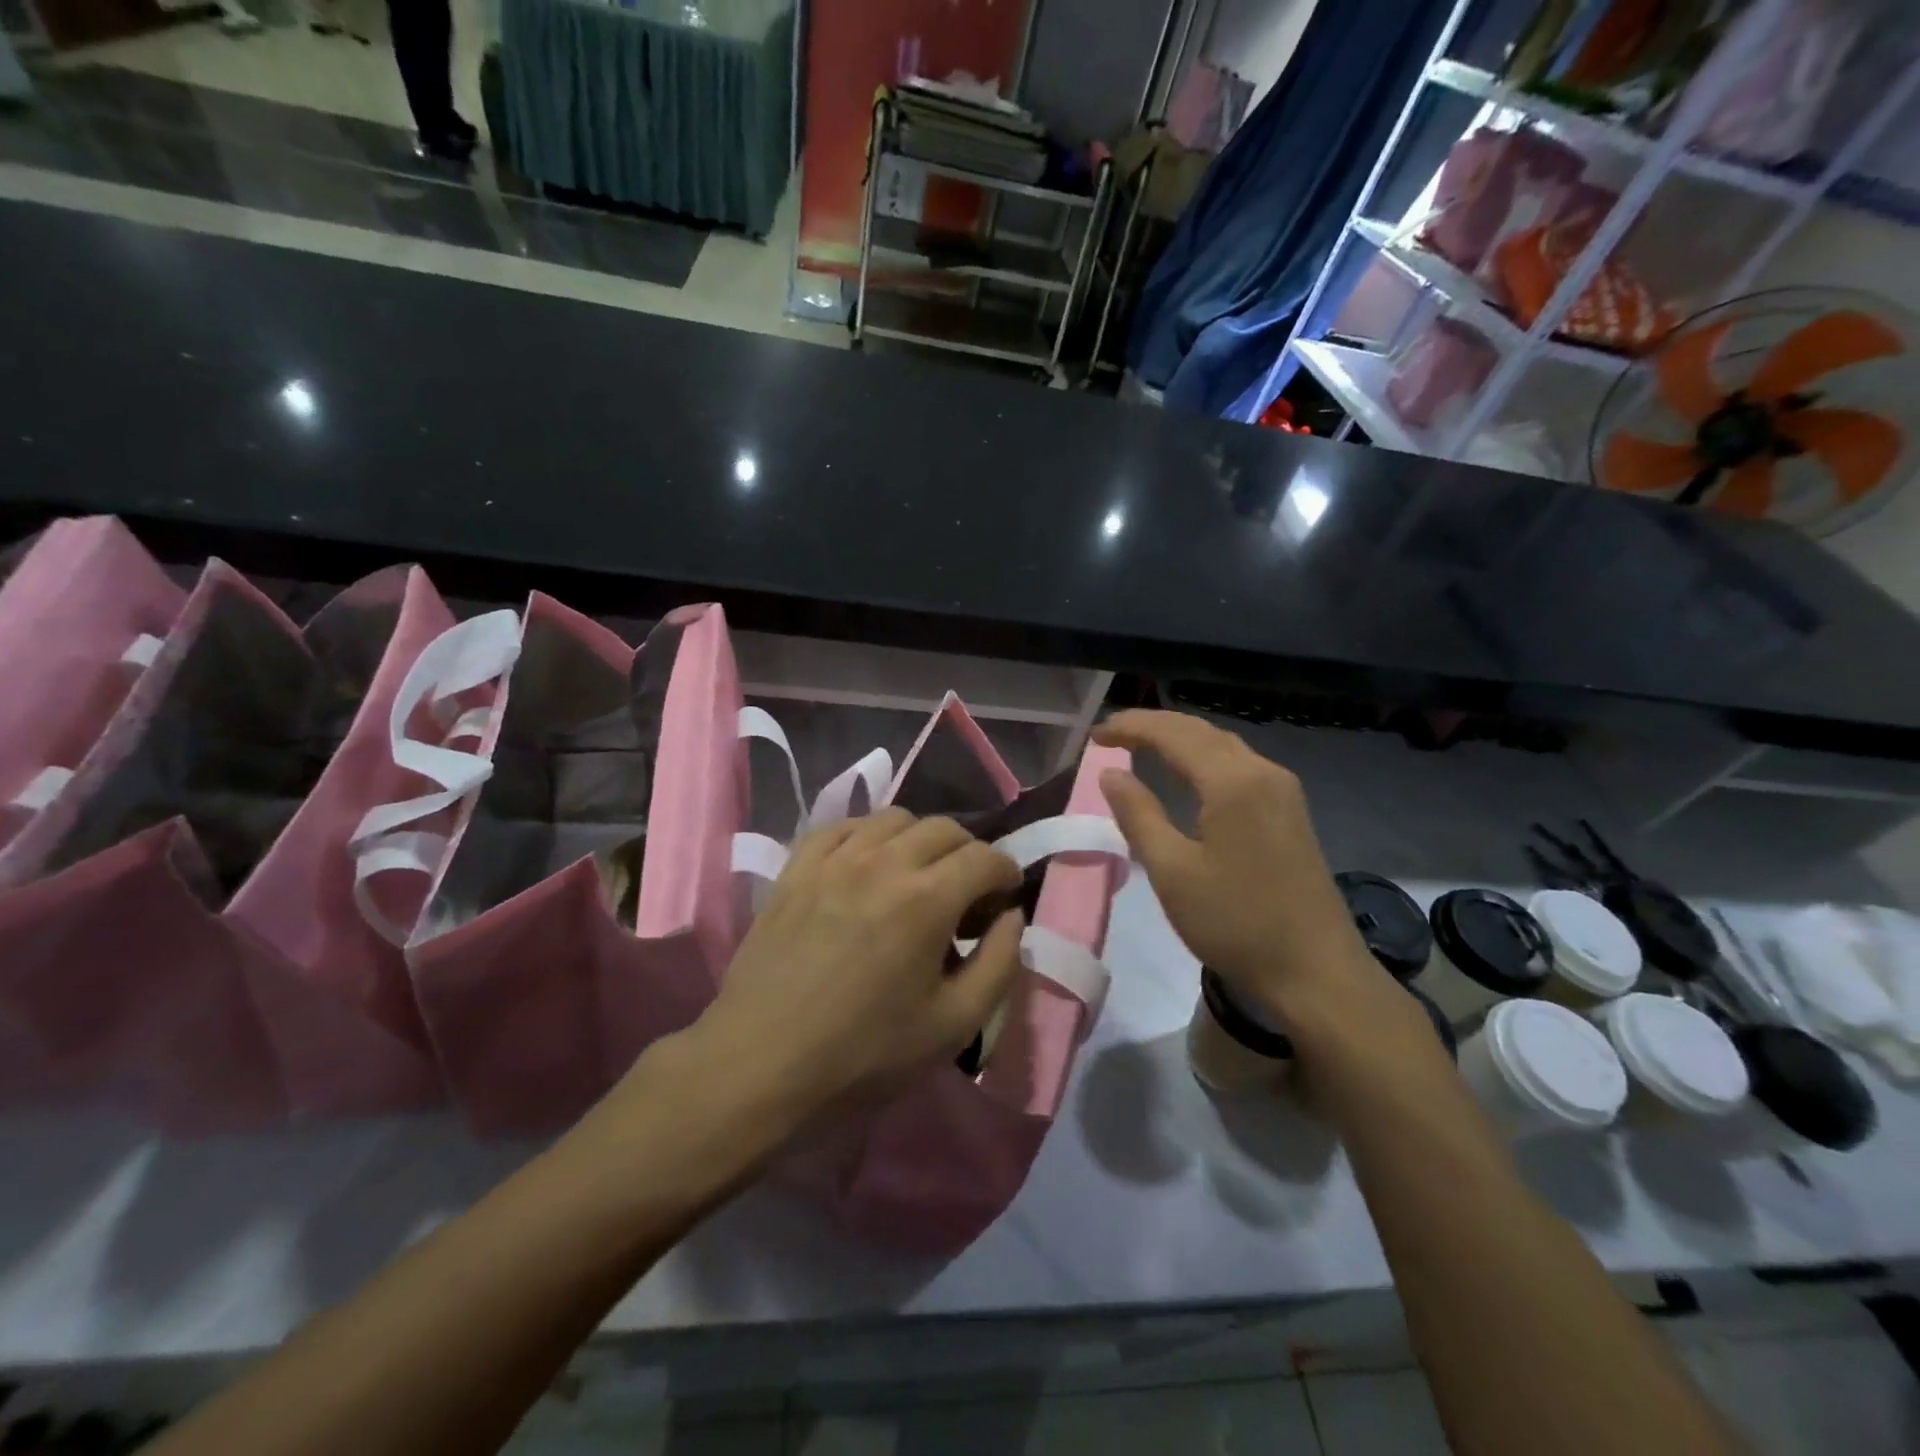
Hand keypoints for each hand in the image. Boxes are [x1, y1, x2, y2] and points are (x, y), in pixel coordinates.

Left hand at [696, 809, 1024, 1120]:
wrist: (761, 1064)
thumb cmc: (865, 1053)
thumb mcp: (954, 1025)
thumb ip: (999, 964)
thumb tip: (1012, 917)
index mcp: (927, 899)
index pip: (985, 857)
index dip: (1006, 874)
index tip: (1003, 900)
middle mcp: (883, 862)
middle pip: (943, 828)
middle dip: (968, 853)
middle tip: (965, 893)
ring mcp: (834, 860)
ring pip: (893, 818)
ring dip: (919, 839)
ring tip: (916, 877)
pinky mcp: (797, 868)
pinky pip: (840, 827)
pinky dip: (866, 835)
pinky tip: (865, 865)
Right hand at [1093, 710, 1386, 1020]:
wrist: (1316, 972)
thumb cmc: (1236, 923)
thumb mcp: (1172, 871)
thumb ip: (1138, 814)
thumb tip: (1111, 773)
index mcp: (1232, 781)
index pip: (1173, 734)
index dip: (1131, 727)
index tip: (1094, 736)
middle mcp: (1262, 771)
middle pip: (1200, 731)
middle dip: (1153, 726)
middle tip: (1111, 735)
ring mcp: (1282, 791)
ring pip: (1222, 746)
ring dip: (1180, 739)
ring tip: (1140, 746)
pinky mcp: (1290, 812)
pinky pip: (1239, 765)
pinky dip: (1203, 758)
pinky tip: (1187, 774)